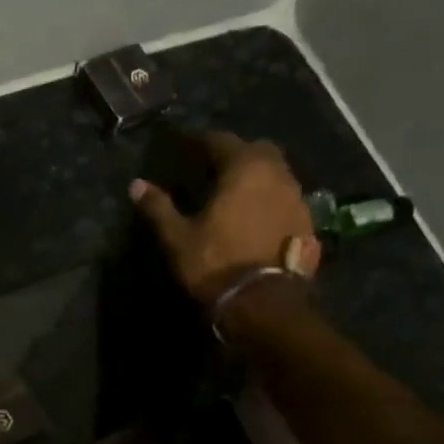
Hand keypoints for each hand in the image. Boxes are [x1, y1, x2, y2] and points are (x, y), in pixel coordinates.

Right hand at [130, 132, 320, 304]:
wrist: (264, 302)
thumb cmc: (216, 264)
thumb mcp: (178, 238)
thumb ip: (158, 207)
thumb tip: (136, 185)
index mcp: (244, 169)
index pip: (220, 141)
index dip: (200, 140)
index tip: (185, 143)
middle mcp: (277, 174)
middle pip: (257, 150)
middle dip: (236, 152)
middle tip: (215, 165)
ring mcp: (297, 197)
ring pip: (276, 173)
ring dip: (257, 176)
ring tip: (236, 191)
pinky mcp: (307, 222)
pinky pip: (286, 198)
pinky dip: (270, 199)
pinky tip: (256, 216)